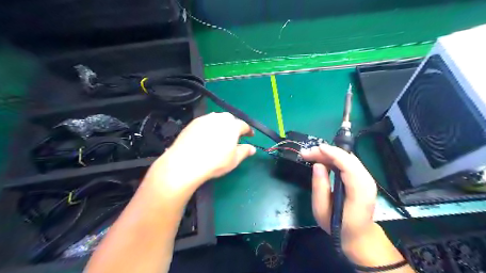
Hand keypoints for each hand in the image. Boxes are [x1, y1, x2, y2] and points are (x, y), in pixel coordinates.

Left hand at [147, 112, 254, 192]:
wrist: (186, 162)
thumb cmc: (215, 162)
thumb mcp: (234, 160)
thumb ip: (245, 151)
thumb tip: (252, 148)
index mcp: (232, 126)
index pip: (244, 125)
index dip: (248, 131)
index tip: (250, 135)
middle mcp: (219, 118)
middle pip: (230, 119)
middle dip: (234, 126)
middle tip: (234, 136)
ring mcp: (205, 119)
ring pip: (217, 119)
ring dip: (221, 125)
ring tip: (220, 135)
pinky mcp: (193, 122)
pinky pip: (205, 122)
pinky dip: (209, 127)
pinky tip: (206, 137)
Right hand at [303, 144, 376, 251]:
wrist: (359, 236)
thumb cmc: (338, 226)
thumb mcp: (322, 211)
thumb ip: (319, 187)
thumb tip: (317, 165)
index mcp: (359, 192)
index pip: (348, 166)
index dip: (333, 154)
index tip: (316, 148)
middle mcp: (367, 182)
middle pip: (348, 158)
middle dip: (327, 152)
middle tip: (307, 153)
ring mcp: (367, 179)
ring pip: (348, 158)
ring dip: (329, 154)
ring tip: (311, 155)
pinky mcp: (362, 178)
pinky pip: (348, 162)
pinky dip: (334, 158)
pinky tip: (322, 160)